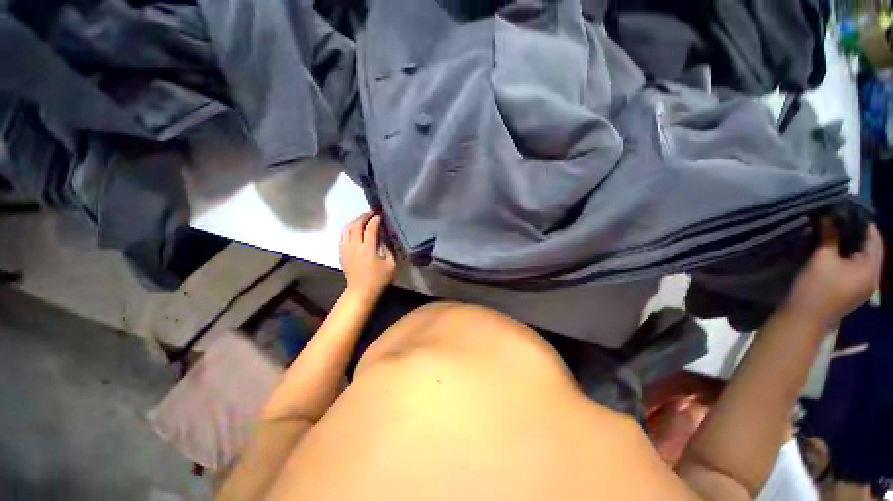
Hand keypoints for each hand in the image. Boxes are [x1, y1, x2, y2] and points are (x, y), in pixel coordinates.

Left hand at [339, 212, 395, 299]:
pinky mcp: (341, 252)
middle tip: (371, 213)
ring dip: (355, 221)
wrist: (360, 290)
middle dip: (364, 217)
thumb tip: (384, 237)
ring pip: (347, 229)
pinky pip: (342, 236)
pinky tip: (354, 230)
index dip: (375, 220)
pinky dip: (348, 229)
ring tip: (362, 219)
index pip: (370, 228)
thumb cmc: (378, 278)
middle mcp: (354, 245)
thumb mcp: (390, 264)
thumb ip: (388, 248)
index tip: (380, 215)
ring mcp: (345, 249)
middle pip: (356, 225)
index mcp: (368, 248)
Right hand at [782, 219, 883, 329]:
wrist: (803, 320)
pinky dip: (848, 257)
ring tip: (835, 233)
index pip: (874, 239)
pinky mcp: (852, 291)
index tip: (847, 209)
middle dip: (857, 233)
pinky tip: (835, 252)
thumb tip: (829, 216)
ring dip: (852, 245)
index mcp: (870, 269)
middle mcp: (872, 278)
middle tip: (839, 219)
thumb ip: (829, 236)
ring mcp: (862, 287)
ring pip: (863, 259)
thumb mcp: (822, 259)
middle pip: (870, 249)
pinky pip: (856, 268)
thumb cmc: (815, 289)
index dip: (863, 222)